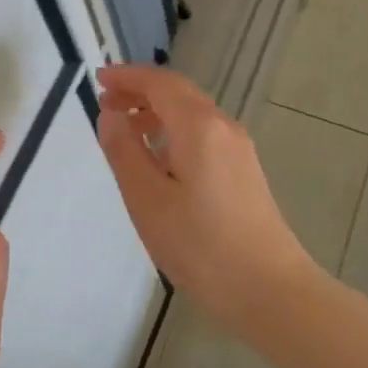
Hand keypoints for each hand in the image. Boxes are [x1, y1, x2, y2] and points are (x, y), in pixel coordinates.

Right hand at [94, 65, 318, 336]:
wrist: (270, 290)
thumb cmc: (201, 246)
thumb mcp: (148, 200)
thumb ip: (124, 151)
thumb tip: (110, 114)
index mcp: (199, 126)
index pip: (159, 83)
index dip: (127, 76)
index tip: (98, 78)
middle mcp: (223, 126)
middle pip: (178, 93)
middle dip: (141, 91)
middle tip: (106, 103)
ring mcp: (239, 148)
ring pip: (193, 113)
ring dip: (158, 111)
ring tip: (126, 130)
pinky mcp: (245, 170)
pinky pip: (204, 133)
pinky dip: (175, 131)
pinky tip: (160, 158)